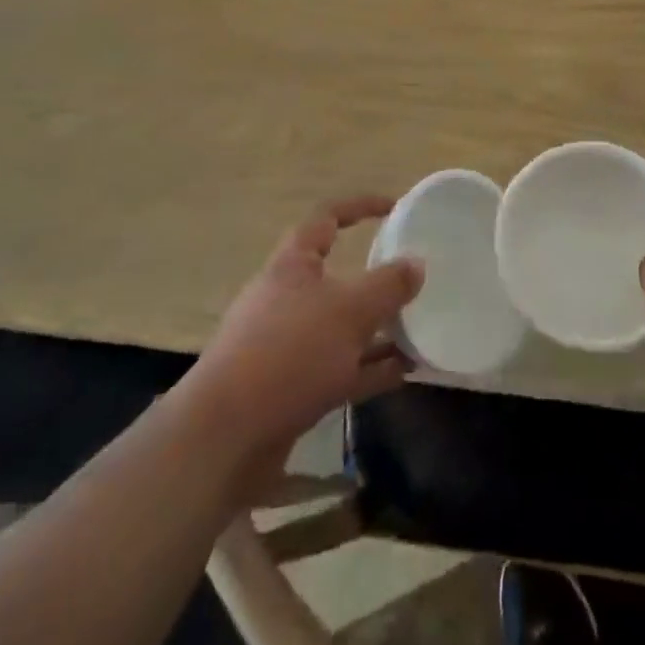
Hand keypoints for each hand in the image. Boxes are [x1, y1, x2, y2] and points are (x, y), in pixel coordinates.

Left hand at [190, 197, 423, 462]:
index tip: (395, 208)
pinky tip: (405, 372)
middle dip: (376, 279)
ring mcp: (287, 346)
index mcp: (293, 265)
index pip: (327, 218)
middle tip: (413, 280)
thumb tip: (416, 263)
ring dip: (379, 328)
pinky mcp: (291, 388)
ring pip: (342, 327)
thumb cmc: (289, 353)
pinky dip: (372, 367)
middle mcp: (287, 299)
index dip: (361, 207)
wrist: (225, 437)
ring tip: (420, 329)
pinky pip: (341, 368)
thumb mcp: (350, 310)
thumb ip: (388, 285)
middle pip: (337, 277)